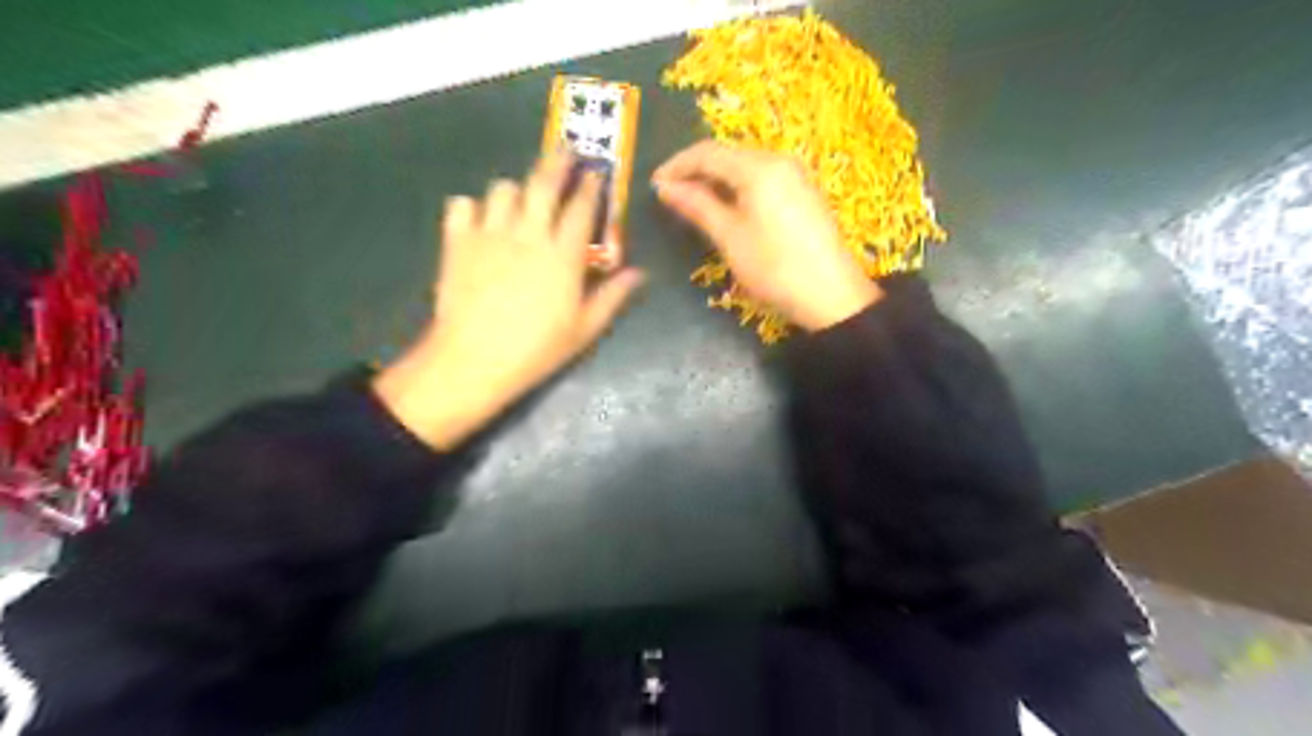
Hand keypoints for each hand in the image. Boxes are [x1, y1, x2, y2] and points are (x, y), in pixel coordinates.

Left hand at [375, 152, 644, 448]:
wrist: (474, 359)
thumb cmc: (536, 349)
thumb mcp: (584, 329)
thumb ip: (612, 297)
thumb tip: (638, 273)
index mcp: (563, 255)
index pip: (582, 208)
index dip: (591, 186)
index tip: (596, 172)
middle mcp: (529, 234)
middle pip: (543, 183)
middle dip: (558, 161)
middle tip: (565, 149)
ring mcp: (490, 234)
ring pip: (503, 189)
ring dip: (516, 189)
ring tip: (521, 199)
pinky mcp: (457, 242)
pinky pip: (462, 205)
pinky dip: (472, 207)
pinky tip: (479, 221)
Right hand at [647, 140, 874, 329]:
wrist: (831, 295)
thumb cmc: (774, 267)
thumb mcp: (729, 237)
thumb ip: (697, 206)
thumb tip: (665, 187)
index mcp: (759, 167)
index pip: (708, 153)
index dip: (677, 166)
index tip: (653, 185)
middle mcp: (778, 160)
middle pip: (728, 156)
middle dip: (695, 172)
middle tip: (670, 196)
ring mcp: (795, 175)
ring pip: (745, 167)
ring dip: (716, 181)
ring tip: (692, 203)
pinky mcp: (803, 192)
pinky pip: (761, 179)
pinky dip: (737, 188)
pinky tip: (726, 208)